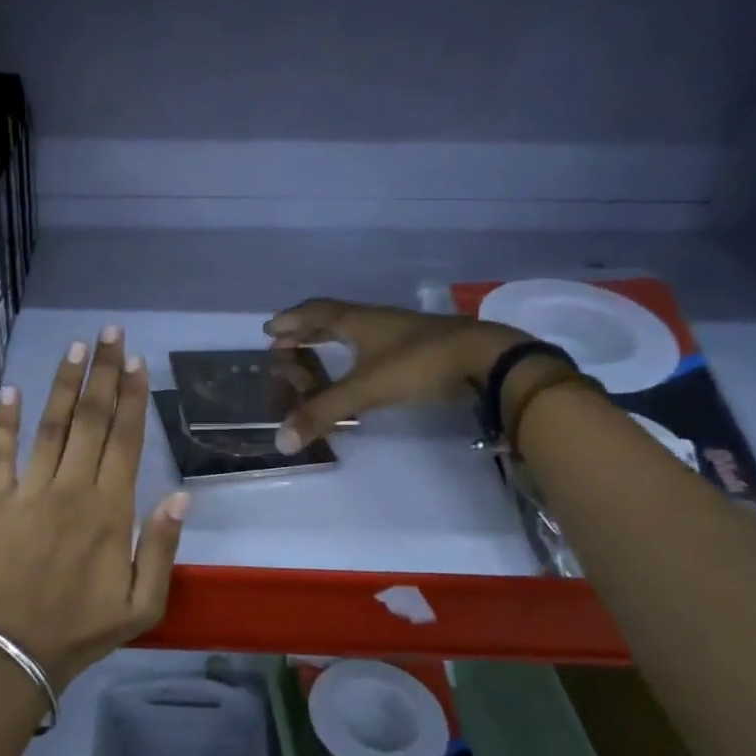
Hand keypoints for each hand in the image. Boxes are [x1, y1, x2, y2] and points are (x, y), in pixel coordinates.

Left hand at [0, 327, 188, 684]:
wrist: (18, 650)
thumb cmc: (85, 627)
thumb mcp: (144, 602)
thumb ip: (162, 546)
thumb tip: (181, 494)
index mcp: (110, 510)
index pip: (126, 440)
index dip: (134, 397)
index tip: (137, 362)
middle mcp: (72, 489)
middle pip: (92, 421)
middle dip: (104, 374)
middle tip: (111, 333)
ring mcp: (29, 492)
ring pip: (51, 426)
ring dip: (65, 385)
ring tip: (77, 348)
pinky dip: (4, 421)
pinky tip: (10, 389)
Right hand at [264, 299, 529, 449]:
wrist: (485, 359)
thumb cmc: (419, 364)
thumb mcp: (365, 389)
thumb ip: (322, 413)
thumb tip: (280, 441)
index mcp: (358, 321)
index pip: (316, 314)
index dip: (292, 321)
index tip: (270, 329)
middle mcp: (376, 320)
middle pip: (334, 318)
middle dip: (306, 328)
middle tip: (285, 339)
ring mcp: (400, 333)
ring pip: (356, 330)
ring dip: (331, 338)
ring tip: (315, 349)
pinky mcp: (418, 349)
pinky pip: (374, 345)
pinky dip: (356, 352)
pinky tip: (360, 365)